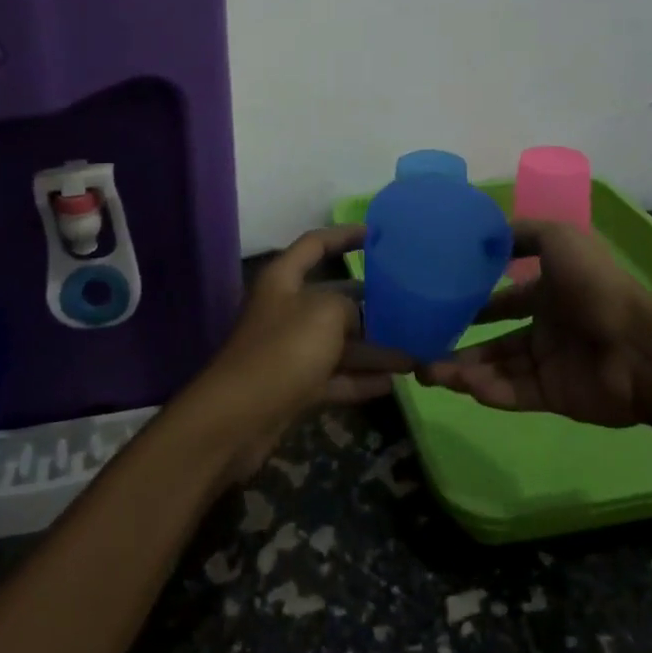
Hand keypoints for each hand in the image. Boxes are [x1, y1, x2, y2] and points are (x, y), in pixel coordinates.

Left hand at [196, 225, 412, 479]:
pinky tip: (392, 383)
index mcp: (283, 279)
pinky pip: (334, 376)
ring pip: (338, 342)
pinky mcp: (294, 386)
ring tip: (413, 353)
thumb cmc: (283, 350)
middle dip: (369, 302)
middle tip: (409, 303)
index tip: (375, 234)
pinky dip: (359, 379)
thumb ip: (348, 307)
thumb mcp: (324, 314)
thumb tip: (358, 318)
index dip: (344, 235)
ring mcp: (289, 350)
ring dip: (373, 349)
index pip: (315, 244)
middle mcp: (285, 309)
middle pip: (332, 298)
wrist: (237, 418)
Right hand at [418, 220, 651, 428]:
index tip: (438, 302)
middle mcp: (545, 327)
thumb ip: (523, 233)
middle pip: (493, 338)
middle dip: (458, 343)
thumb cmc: (595, 286)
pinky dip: (487, 390)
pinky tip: (462, 384)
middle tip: (419, 349)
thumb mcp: (559, 238)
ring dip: (462, 369)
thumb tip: (485, 235)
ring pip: (496, 367)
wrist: (639, 347)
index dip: (473, 299)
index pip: (503, 298)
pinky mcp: (552, 395)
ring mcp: (548, 363)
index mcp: (549, 291)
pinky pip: (511, 392)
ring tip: (426, 372)